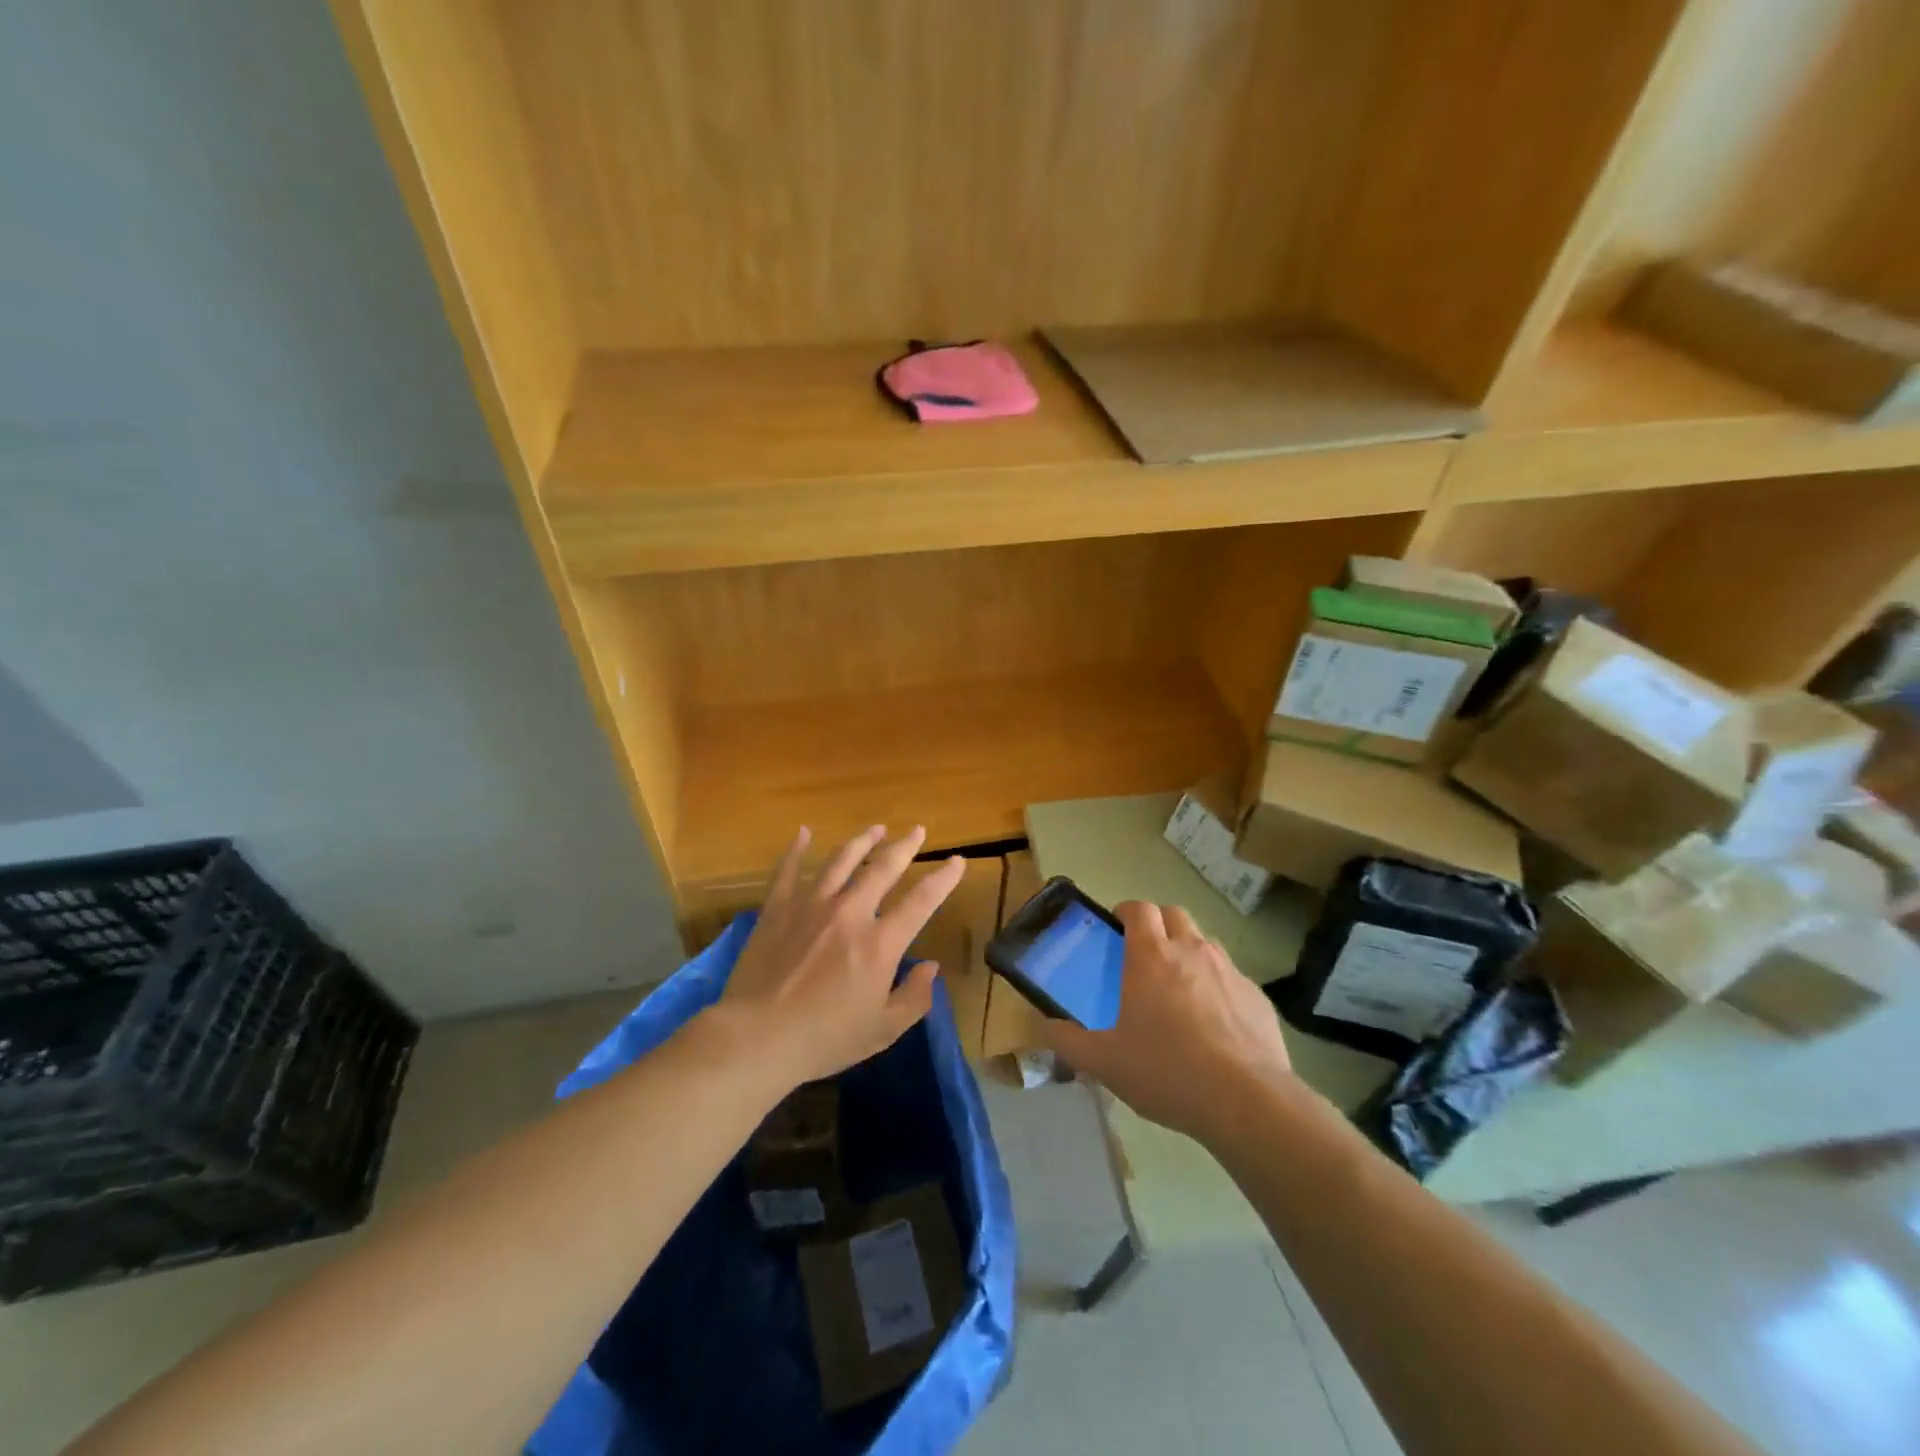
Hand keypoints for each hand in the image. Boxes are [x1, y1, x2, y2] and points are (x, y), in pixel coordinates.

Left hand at [721, 825, 965, 1087]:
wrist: (758, 1037)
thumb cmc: (825, 1039)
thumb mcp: (882, 1030)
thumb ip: (914, 998)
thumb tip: (930, 968)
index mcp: (880, 943)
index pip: (922, 901)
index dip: (943, 878)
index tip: (957, 861)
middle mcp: (850, 912)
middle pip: (883, 868)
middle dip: (905, 846)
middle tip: (917, 830)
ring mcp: (811, 905)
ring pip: (841, 860)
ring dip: (862, 841)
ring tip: (876, 828)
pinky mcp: (777, 909)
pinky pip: (788, 870)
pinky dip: (797, 849)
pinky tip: (804, 832)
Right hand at [1045, 901, 1292, 1148]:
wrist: (1247, 1101)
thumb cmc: (1166, 1071)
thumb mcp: (1104, 1063)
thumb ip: (1068, 1042)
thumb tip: (1046, 1028)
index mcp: (1151, 956)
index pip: (1139, 908)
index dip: (1126, 913)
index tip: (1116, 931)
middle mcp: (1192, 951)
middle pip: (1174, 914)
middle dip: (1158, 926)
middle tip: (1145, 959)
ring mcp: (1229, 971)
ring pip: (1205, 942)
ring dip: (1189, 953)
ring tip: (1180, 992)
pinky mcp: (1257, 997)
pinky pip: (1232, 978)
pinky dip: (1218, 988)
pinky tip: (1214, 1026)